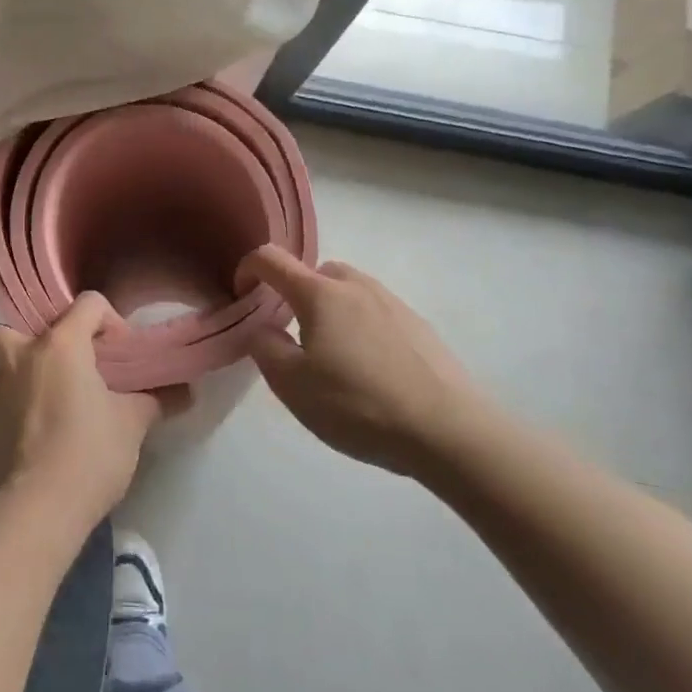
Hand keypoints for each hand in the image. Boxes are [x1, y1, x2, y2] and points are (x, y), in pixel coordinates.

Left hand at [0, 294, 171, 528]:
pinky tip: (42, 430)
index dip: (111, 320)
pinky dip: (19, 401)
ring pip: (6, 359)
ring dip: (28, 369)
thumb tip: (183, 392)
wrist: (35, 509)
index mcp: (60, 344)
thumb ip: (154, 400)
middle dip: (43, 337)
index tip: (120, 354)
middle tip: (71, 363)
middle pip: (22, 324)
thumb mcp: (132, 424)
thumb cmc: (88, 454)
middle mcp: (22, 354)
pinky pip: (3, 394)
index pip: (88, 303)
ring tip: (57, 398)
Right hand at [238, 246, 484, 475]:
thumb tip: (262, 328)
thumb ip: (266, 348)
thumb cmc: (358, 405)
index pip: (271, 260)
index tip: (241, 295)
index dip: (248, 269)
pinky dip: (361, 326)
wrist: (449, 431)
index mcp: (319, 294)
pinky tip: (370, 369)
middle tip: (292, 335)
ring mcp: (392, 302)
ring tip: (332, 355)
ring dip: (330, 310)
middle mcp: (356, 286)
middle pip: (314, 273)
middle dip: (295, 294)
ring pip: (348, 292)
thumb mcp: (292, 385)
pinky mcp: (419, 325)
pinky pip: (376, 312)